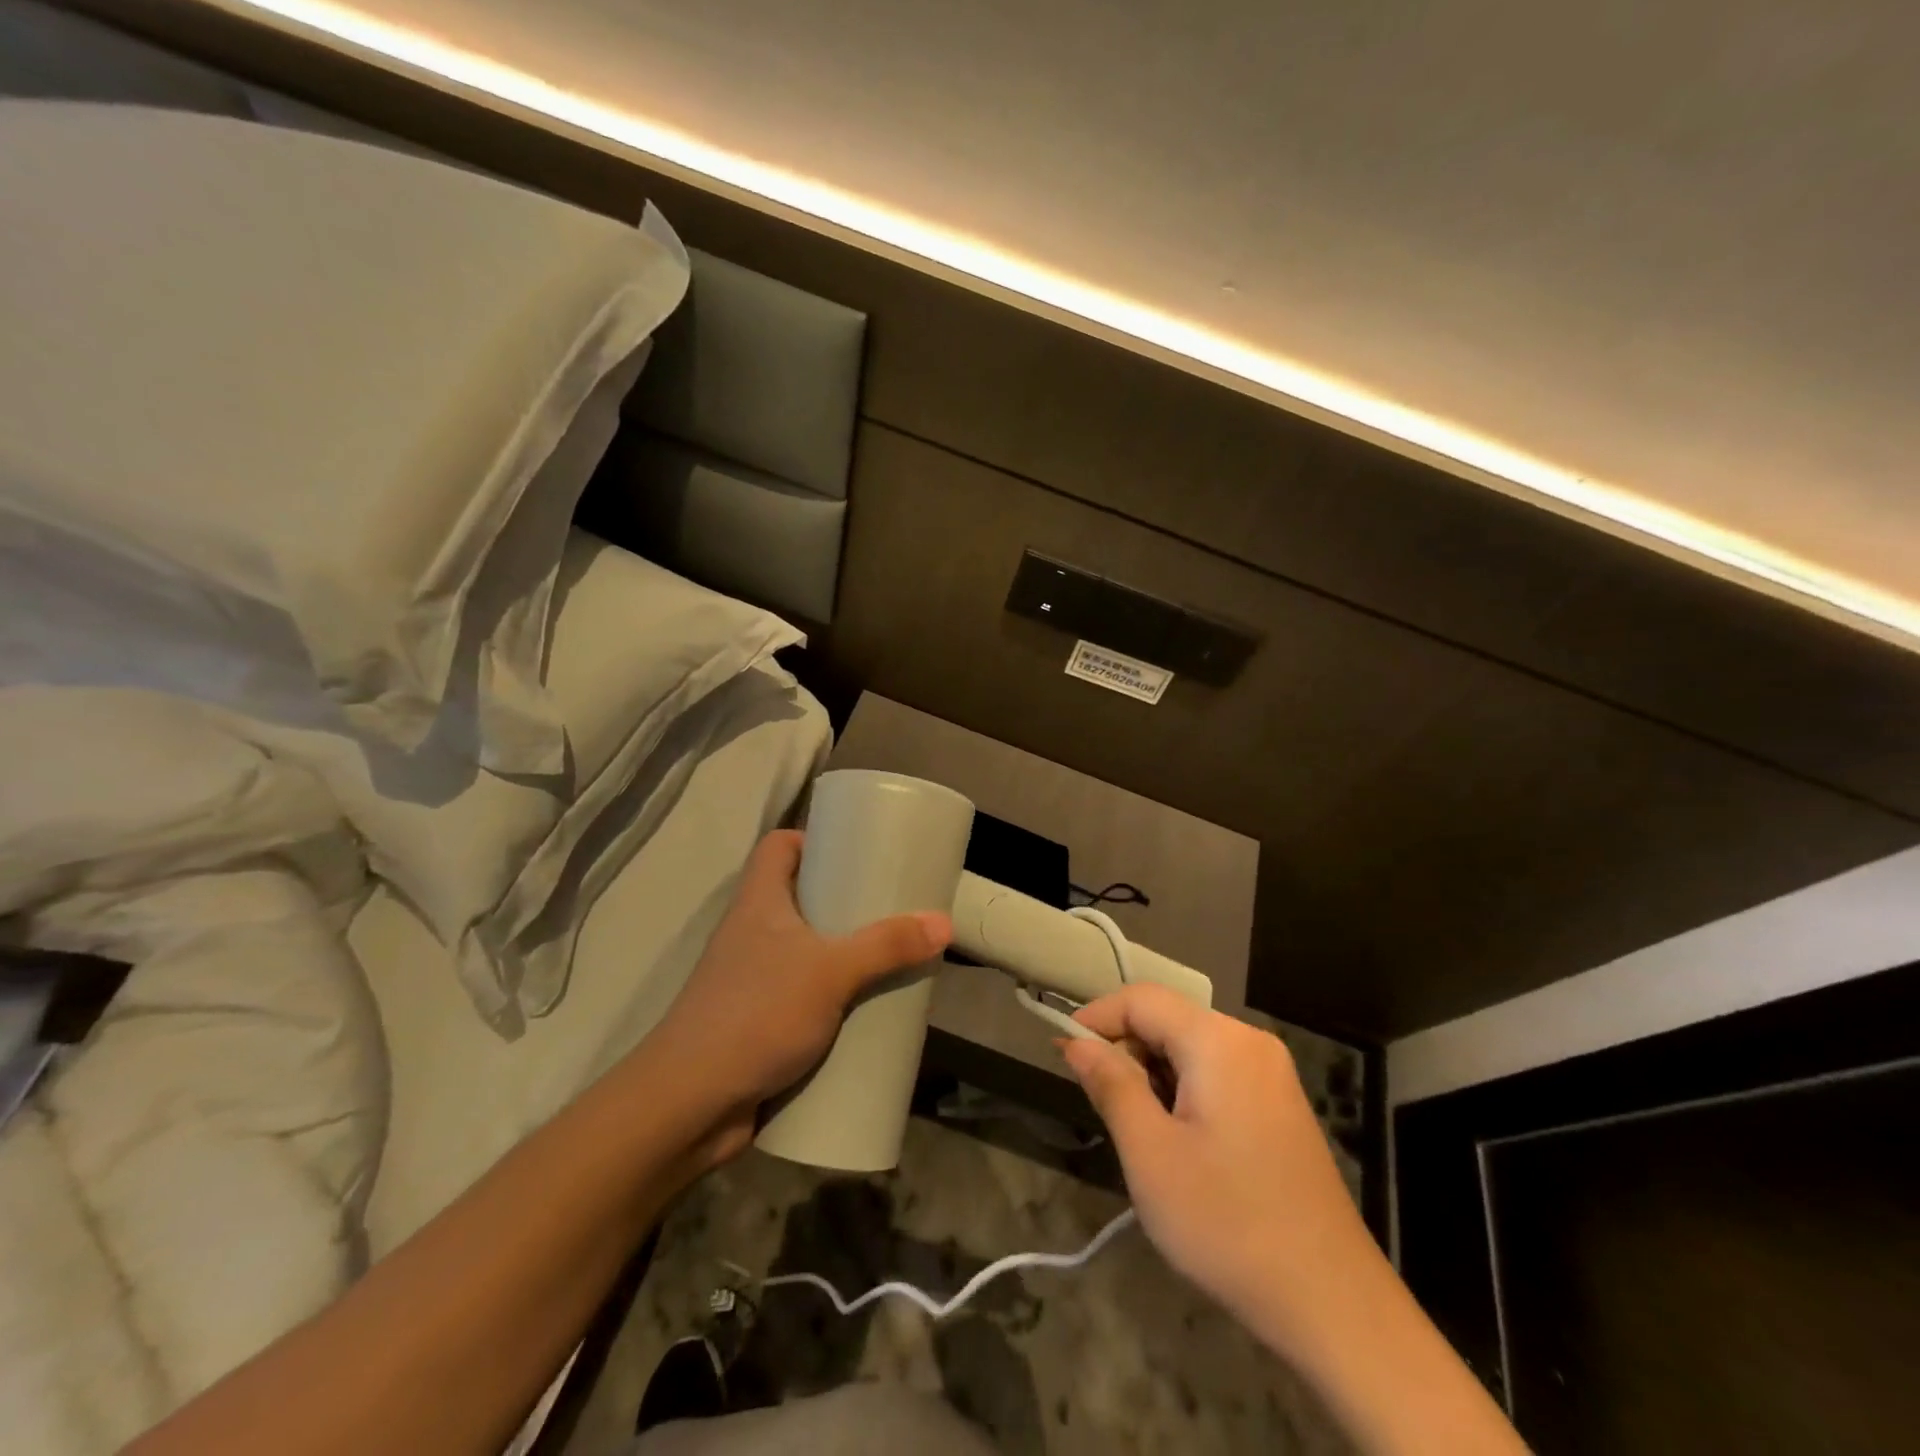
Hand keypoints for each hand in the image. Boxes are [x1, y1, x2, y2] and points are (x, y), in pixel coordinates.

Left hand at [650, 829, 950, 1163]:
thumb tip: (943, 922)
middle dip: (844, 901)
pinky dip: (832, 998)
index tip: (855, 850)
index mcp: (759, 902)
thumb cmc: (757, 1013)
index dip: (812, 838)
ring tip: (888, 956)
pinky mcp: (758, 1021)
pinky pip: (803, 995)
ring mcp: (753, 979)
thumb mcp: (831, 971)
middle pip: (798, 897)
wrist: (689, 1104)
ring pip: (803, 950)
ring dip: (841, 954)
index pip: (777, 846)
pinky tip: (864, 1009)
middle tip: (889, 906)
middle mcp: (751, 933)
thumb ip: (887, 946)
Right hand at [1061, 985, 1368, 1345]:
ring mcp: (1272, 1072)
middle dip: (1127, 1051)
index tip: (1063, 1056)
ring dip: (1153, 1074)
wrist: (1332, 1304)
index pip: (1141, 998)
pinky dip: (1184, 1089)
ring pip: (1190, 1046)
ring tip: (1143, 1134)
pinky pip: (1217, 1071)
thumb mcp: (1151, 1154)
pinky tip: (1182, 1142)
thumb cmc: (1229, 1223)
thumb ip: (1110, 1085)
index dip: (1096, 1018)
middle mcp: (1250, 1041)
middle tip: (1106, 1109)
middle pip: (1167, 1019)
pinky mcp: (1280, 1102)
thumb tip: (1076, 1041)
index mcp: (1219, 1041)